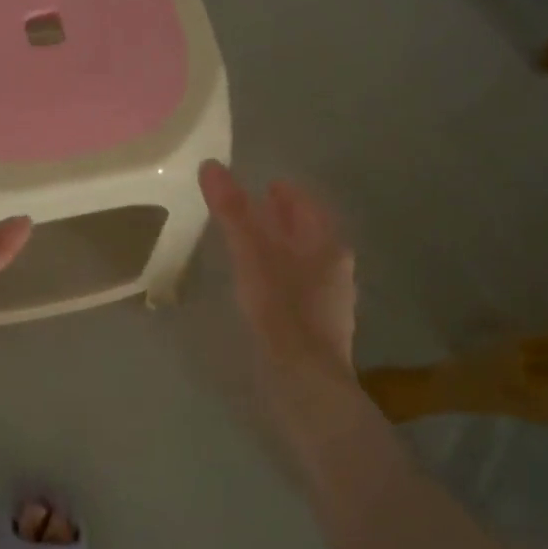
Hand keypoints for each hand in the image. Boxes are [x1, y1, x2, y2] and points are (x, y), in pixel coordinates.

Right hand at [200, 160, 358, 429]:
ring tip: (250, 247)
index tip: (262, 185)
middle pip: (307, 232)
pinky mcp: (319, 328)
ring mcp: (331, 300)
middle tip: (251, 211)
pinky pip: (299, 288)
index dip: (285, 191)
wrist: (306, 383)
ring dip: (280, 248)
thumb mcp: (251, 254)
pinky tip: (261, 288)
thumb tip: (212, 165)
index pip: (306, 204)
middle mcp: (336, 268)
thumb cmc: (281, 310)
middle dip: (282, 219)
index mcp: (326, 244)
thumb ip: (232, 211)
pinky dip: (280, 276)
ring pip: (304, 261)